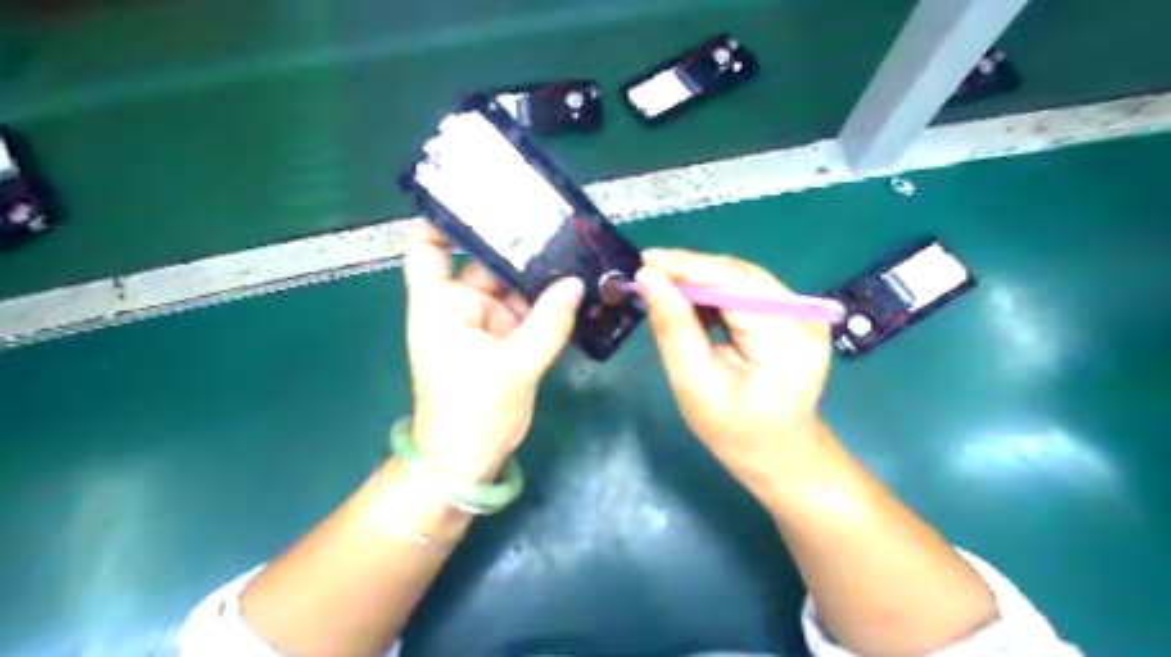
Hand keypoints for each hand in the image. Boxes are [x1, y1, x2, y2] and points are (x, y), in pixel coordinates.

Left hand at [404, 227, 585, 481]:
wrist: (468, 462)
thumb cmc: (473, 414)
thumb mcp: (515, 367)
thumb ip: (548, 323)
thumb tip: (576, 284)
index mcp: (440, 305)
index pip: (428, 247)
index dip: (444, 219)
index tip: (481, 197)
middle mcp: (459, 306)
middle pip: (485, 263)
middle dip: (519, 247)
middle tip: (557, 223)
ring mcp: (483, 324)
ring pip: (512, 289)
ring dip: (539, 277)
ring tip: (575, 251)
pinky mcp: (503, 341)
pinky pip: (526, 313)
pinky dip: (546, 305)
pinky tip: (574, 288)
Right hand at [638, 250, 836, 491]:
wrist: (781, 456)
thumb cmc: (736, 434)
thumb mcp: (695, 387)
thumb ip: (674, 330)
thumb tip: (649, 279)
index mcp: (786, 339)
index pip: (733, 284)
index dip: (687, 267)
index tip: (644, 262)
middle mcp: (803, 316)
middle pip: (739, 275)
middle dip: (690, 270)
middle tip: (647, 273)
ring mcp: (804, 313)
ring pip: (742, 278)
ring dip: (700, 278)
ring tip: (662, 284)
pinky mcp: (794, 315)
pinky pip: (747, 290)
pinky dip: (715, 290)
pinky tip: (690, 298)